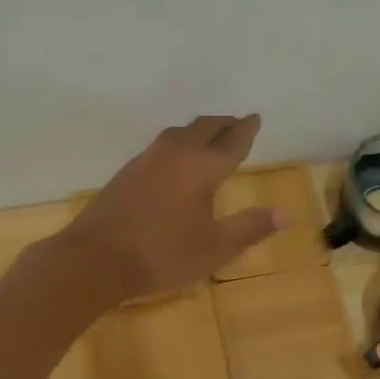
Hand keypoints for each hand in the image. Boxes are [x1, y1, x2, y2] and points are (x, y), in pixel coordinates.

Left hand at [61, 115, 282, 302]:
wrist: (94, 260)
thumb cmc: (162, 255)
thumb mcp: (215, 248)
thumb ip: (250, 228)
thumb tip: (285, 214)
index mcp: (201, 168)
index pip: (231, 141)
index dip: (246, 130)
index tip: (255, 118)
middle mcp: (174, 154)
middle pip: (203, 128)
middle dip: (223, 124)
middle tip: (236, 124)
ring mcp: (146, 160)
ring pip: (178, 133)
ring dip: (198, 131)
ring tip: (208, 137)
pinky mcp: (126, 173)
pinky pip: (161, 146)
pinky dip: (178, 144)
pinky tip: (174, 161)